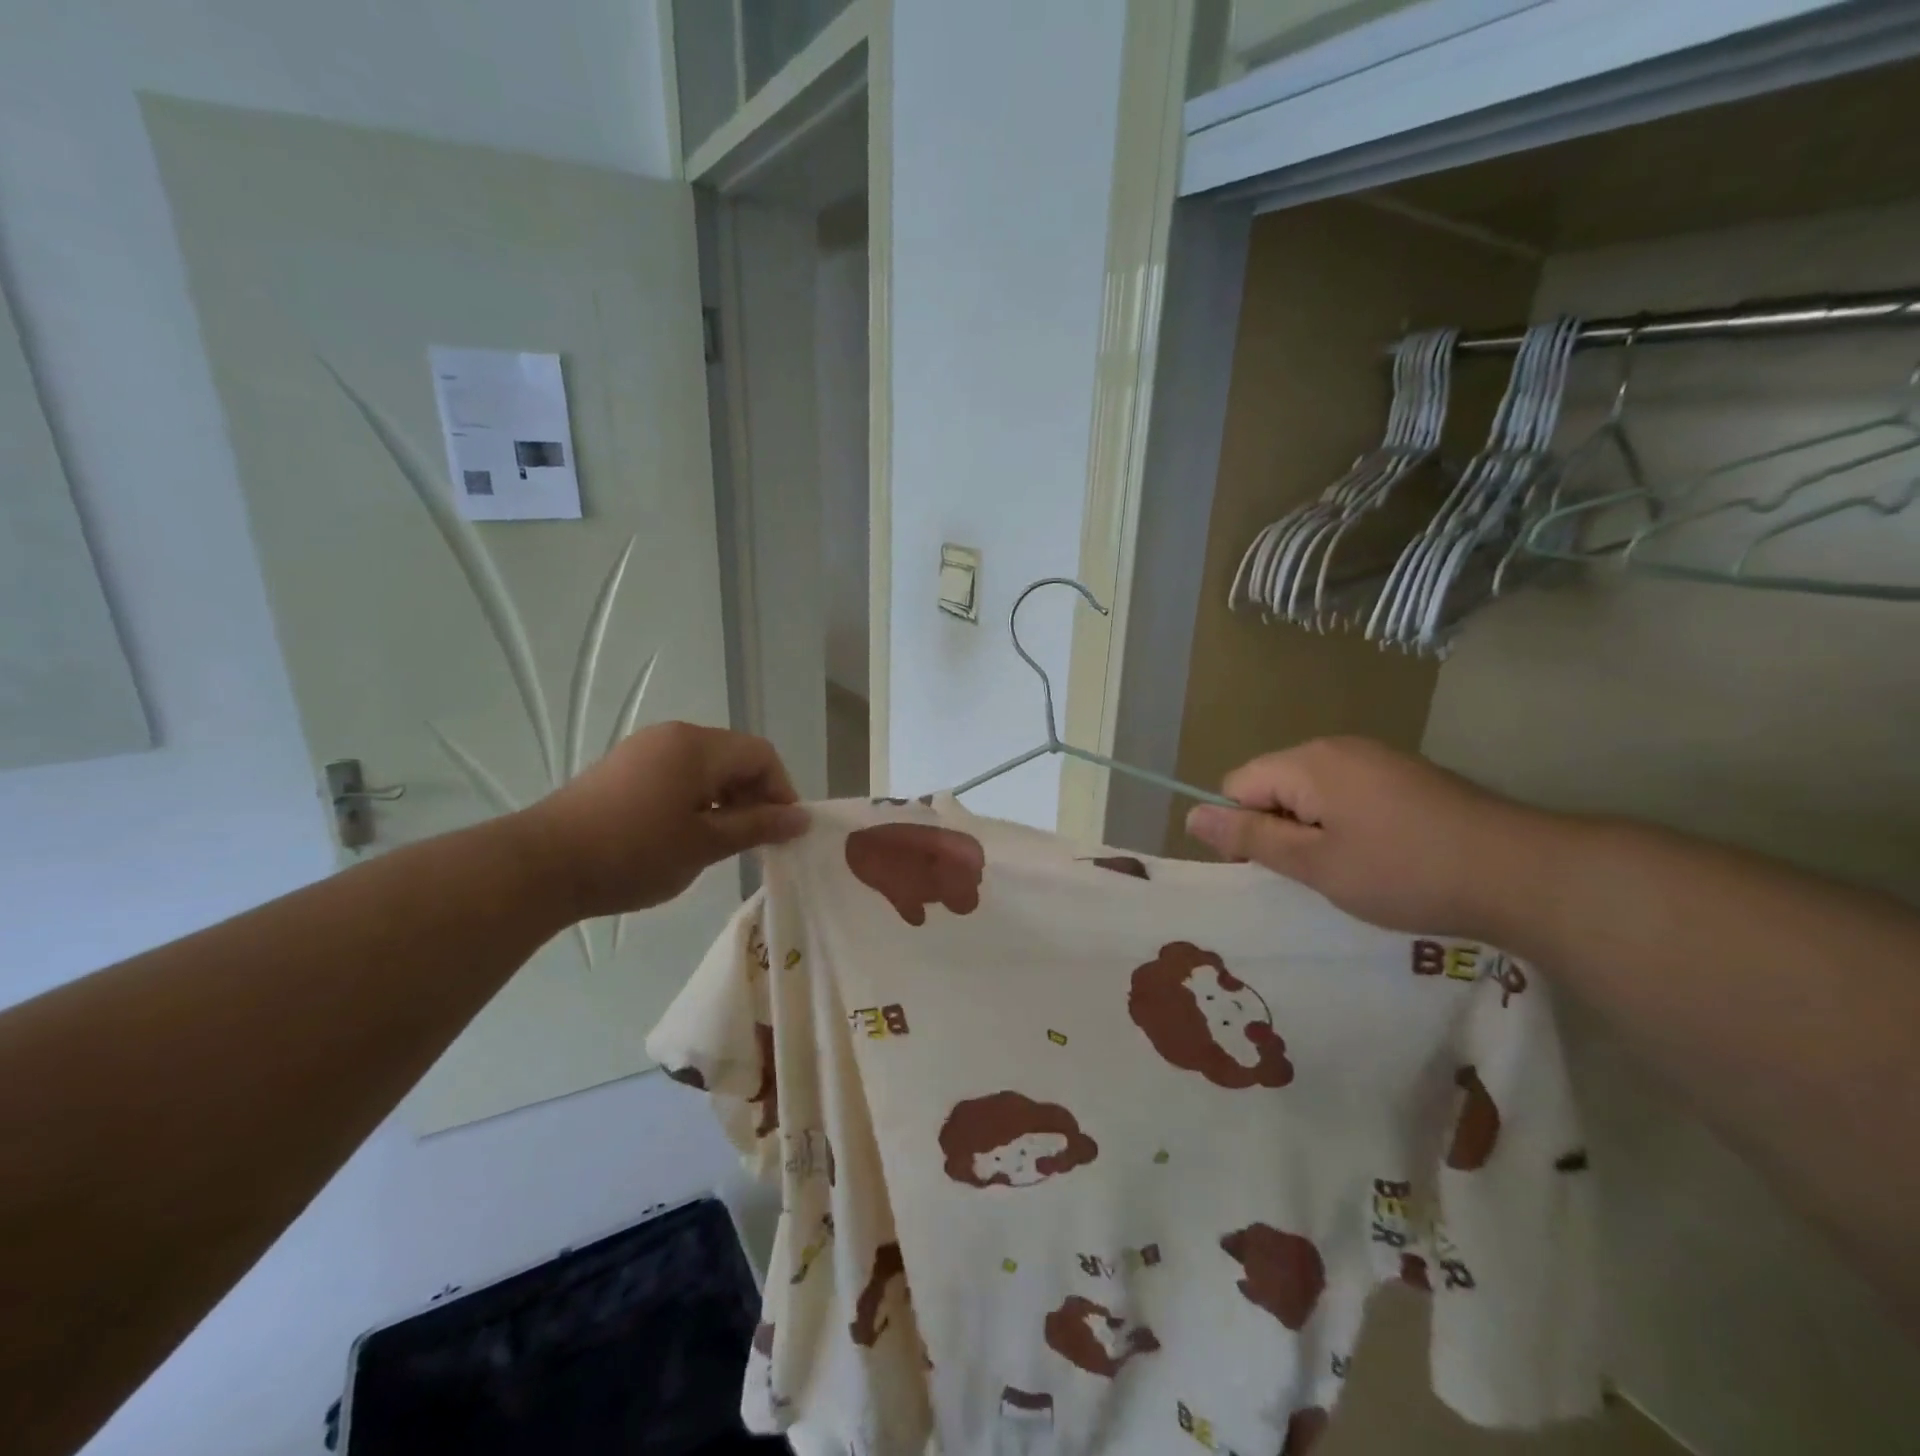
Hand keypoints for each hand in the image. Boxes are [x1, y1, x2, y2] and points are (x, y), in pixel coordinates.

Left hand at [514, 722, 808, 919]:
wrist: (541, 866)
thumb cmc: (634, 853)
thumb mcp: (705, 844)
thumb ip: (758, 826)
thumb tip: (802, 818)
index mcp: (698, 746)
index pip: (761, 754)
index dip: (782, 790)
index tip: (782, 832)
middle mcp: (673, 736)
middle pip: (734, 757)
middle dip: (754, 796)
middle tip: (754, 841)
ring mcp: (643, 750)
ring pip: (705, 767)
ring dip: (725, 799)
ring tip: (720, 842)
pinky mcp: (622, 769)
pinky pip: (677, 774)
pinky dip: (695, 799)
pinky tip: (684, 835)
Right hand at [1184, 737, 1557, 939]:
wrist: (1524, 873)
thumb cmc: (1404, 872)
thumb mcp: (1315, 863)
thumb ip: (1250, 836)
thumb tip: (1191, 814)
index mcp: (1307, 762)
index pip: (1237, 785)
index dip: (1241, 828)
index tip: (1272, 870)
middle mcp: (1337, 747)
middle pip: (1273, 783)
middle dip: (1279, 827)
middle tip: (1314, 874)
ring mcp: (1376, 758)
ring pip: (1311, 791)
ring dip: (1314, 828)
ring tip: (1350, 869)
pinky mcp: (1405, 775)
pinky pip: (1348, 793)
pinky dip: (1347, 823)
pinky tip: (1382, 856)